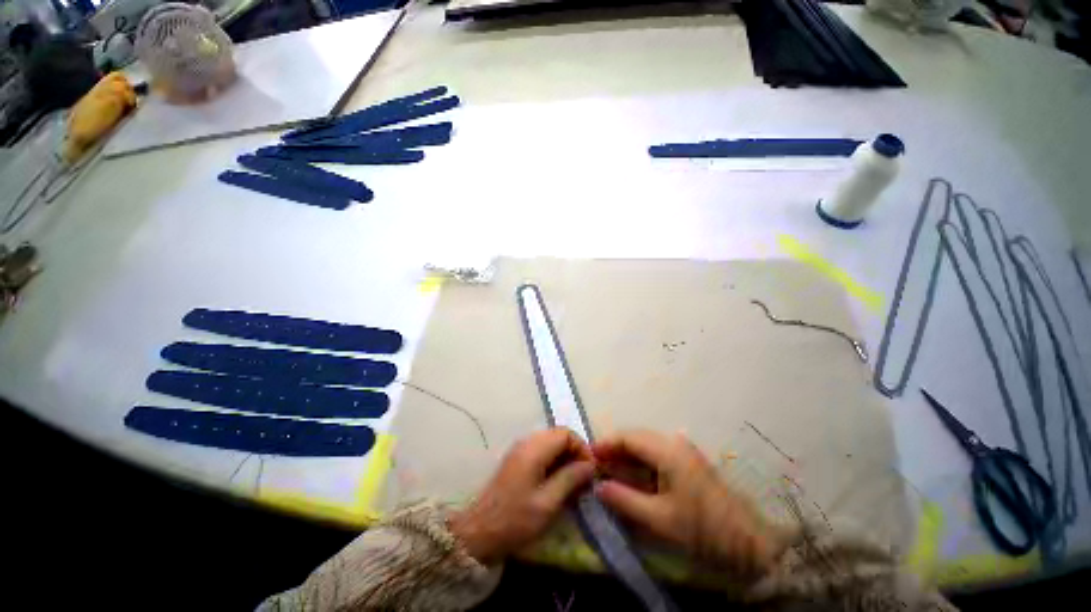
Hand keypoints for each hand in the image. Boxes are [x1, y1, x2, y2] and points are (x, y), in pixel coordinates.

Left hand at [448, 428, 594, 564]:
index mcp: (535, 449)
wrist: (478, 533)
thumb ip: (570, 479)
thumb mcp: (548, 503)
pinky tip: (557, 483)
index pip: (566, 433)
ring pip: (551, 443)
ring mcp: (520, 449)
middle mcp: (527, 442)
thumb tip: (590, 465)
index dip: (582, 448)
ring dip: (565, 458)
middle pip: (559, 435)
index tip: (590, 470)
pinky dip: (554, 462)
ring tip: (573, 482)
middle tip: (584, 478)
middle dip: (574, 452)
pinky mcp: (517, 460)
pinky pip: (542, 451)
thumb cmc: (515, 520)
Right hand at [592, 430, 782, 576]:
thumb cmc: (702, 529)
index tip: (587, 456)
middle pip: (636, 438)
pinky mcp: (688, 462)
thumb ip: (624, 499)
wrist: (749, 542)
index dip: (605, 444)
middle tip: (596, 466)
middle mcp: (674, 442)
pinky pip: (656, 455)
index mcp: (667, 450)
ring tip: (609, 472)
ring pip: (645, 445)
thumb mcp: (659, 519)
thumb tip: (598, 486)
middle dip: (614, 450)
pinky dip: (640, 463)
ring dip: (626, 456)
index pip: (628, 437)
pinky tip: (632, 477)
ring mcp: (683, 451)